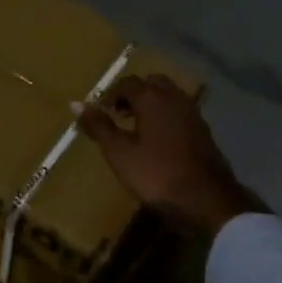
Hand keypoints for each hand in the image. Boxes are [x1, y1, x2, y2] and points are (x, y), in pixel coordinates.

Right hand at [76, 75, 257, 236]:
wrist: (206, 199)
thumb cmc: (156, 174)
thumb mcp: (119, 152)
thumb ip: (98, 126)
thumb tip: (75, 104)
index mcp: (153, 98)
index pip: (127, 83)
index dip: (110, 94)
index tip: (99, 111)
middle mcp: (175, 98)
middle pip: (151, 83)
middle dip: (133, 94)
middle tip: (118, 114)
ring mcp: (193, 113)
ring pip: (168, 96)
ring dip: (150, 104)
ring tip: (135, 127)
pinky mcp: (203, 131)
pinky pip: (179, 112)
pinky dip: (165, 116)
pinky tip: (157, 140)